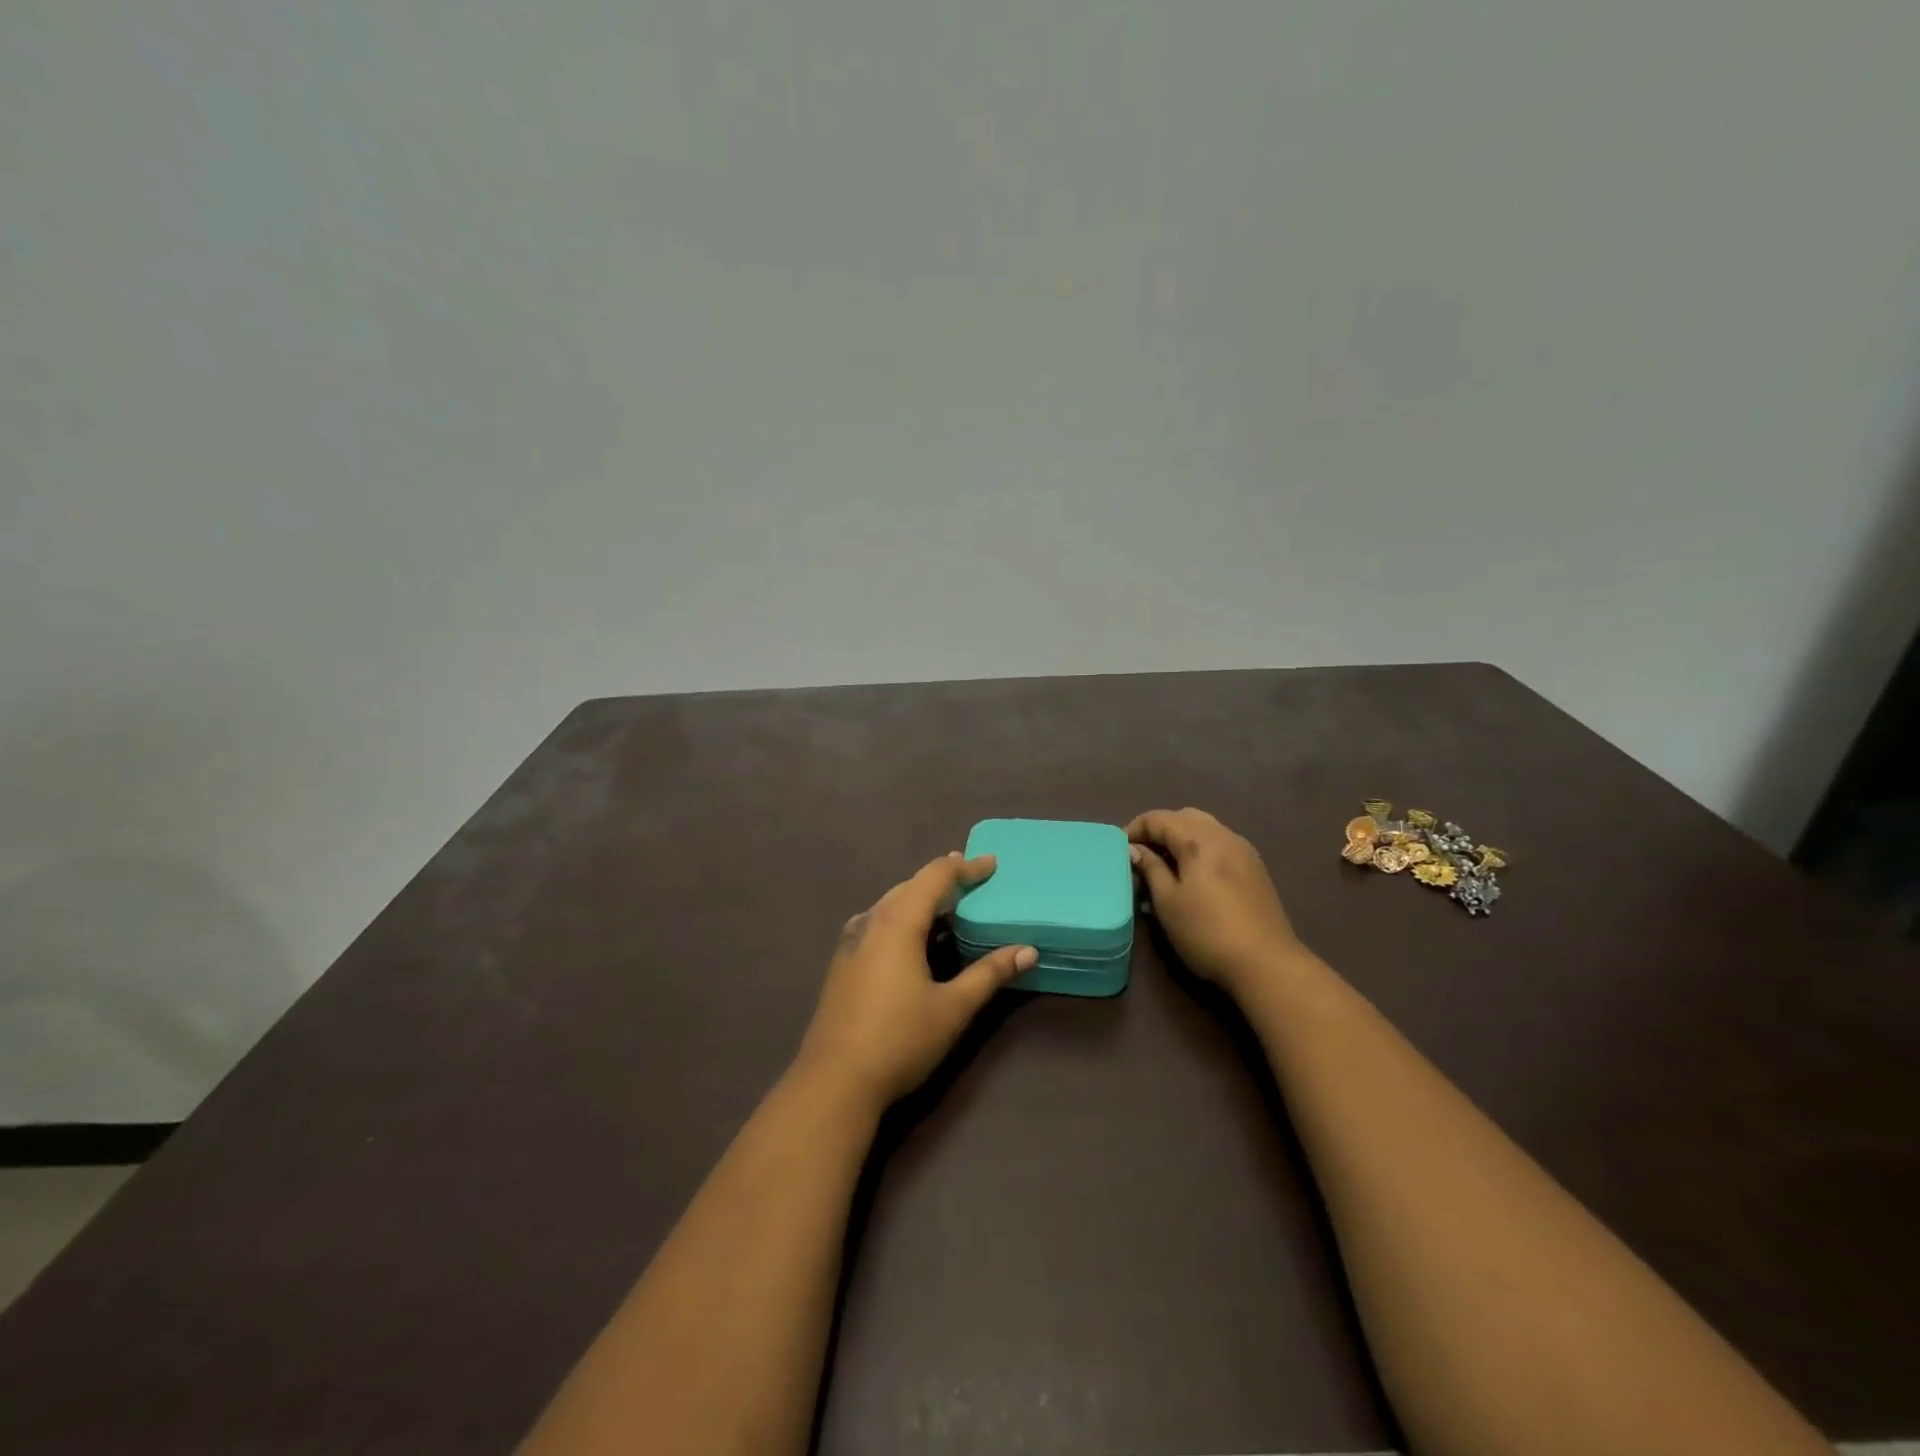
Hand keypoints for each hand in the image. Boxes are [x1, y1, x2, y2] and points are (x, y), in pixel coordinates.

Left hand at [795, 853, 1035, 1111]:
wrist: (834, 1081)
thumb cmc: (899, 1039)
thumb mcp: (953, 1008)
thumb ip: (989, 974)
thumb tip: (1027, 951)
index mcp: (897, 922)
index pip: (935, 877)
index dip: (965, 868)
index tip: (991, 864)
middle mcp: (871, 921)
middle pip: (910, 886)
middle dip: (942, 879)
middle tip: (973, 879)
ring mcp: (852, 942)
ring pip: (891, 904)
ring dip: (921, 898)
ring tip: (948, 905)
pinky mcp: (844, 963)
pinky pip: (879, 923)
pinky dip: (903, 917)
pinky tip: (913, 937)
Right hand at [1127, 808, 1304, 995]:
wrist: (1266, 963)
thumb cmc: (1207, 931)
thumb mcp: (1168, 902)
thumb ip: (1150, 869)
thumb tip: (1135, 849)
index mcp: (1199, 839)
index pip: (1159, 819)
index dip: (1135, 829)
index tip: (1119, 849)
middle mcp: (1223, 836)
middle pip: (1185, 817)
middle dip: (1160, 830)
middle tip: (1142, 854)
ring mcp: (1244, 852)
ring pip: (1205, 830)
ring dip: (1181, 840)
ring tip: (1164, 868)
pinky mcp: (1254, 870)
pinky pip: (1220, 846)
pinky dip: (1200, 851)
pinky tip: (1192, 879)